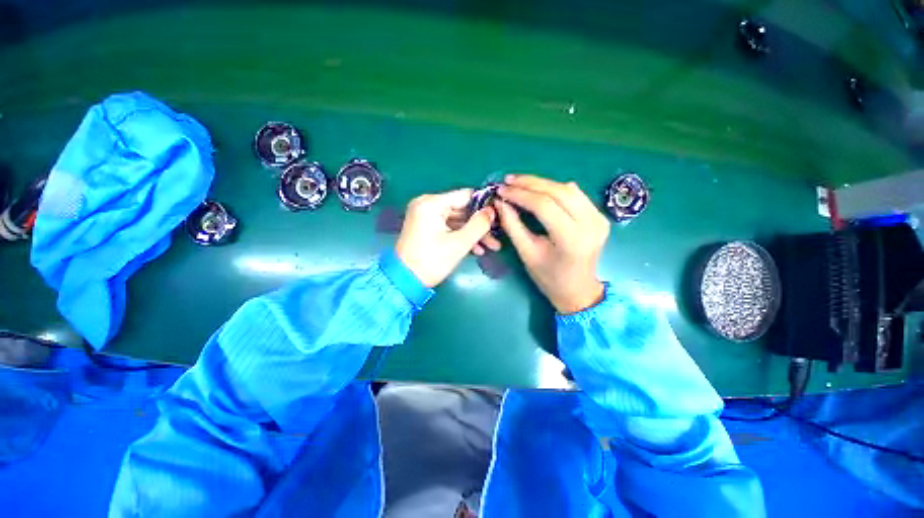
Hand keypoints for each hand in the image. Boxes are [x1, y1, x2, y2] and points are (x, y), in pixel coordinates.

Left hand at [395, 189, 496, 287]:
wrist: (405, 282)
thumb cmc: (432, 261)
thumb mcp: (459, 243)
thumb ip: (479, 224)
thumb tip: (492, 210)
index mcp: (432, 203)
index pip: (465, 196)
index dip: (484, 205)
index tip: (499, 216)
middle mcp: (427, 205)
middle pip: (462, 209)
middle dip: (480, 225)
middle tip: (497, 236)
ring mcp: (425, 217)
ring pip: (457, 220)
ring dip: (473, 233)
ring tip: (492, 247)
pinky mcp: (426, 228)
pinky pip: (448, 228)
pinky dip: (461, 237)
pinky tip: (477, 249)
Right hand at [495, 175, 608, 313]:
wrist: (578, 289)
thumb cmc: (549, 277)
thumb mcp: (527, 253)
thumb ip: (513, 226)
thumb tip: (501, 202)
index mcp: (571, 239)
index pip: (544, 206)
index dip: (520, 194)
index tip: (501, 190)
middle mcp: (591, 224)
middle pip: (558, 192)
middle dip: (530, 183)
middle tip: (508, 181)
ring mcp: (599, 219)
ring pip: (568, 189)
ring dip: (542, 183)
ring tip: (520, 183)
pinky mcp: (600, 216)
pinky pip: (576, 195)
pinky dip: (556, 189)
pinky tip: (540, 189)